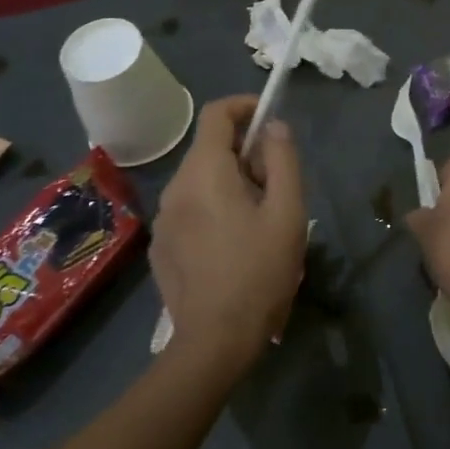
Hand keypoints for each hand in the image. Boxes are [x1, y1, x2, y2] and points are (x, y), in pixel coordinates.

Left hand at [151, 95, 305, 373]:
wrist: (215, 341)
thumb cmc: (259, 271)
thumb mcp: (287, 212)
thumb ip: (283, 160)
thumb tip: (274, 126)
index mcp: (205, 172)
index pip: (216, 114)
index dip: (244, 107)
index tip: (270, 121)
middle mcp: (176, 187)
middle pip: (210, 149)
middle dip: (245, 154)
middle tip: (277, 186)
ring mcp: (164, 219)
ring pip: (201, 181)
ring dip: (231, 183)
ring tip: (260, 220)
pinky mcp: (162, 246)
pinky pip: (190, 210)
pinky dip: (214, 209)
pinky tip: (234, 245)